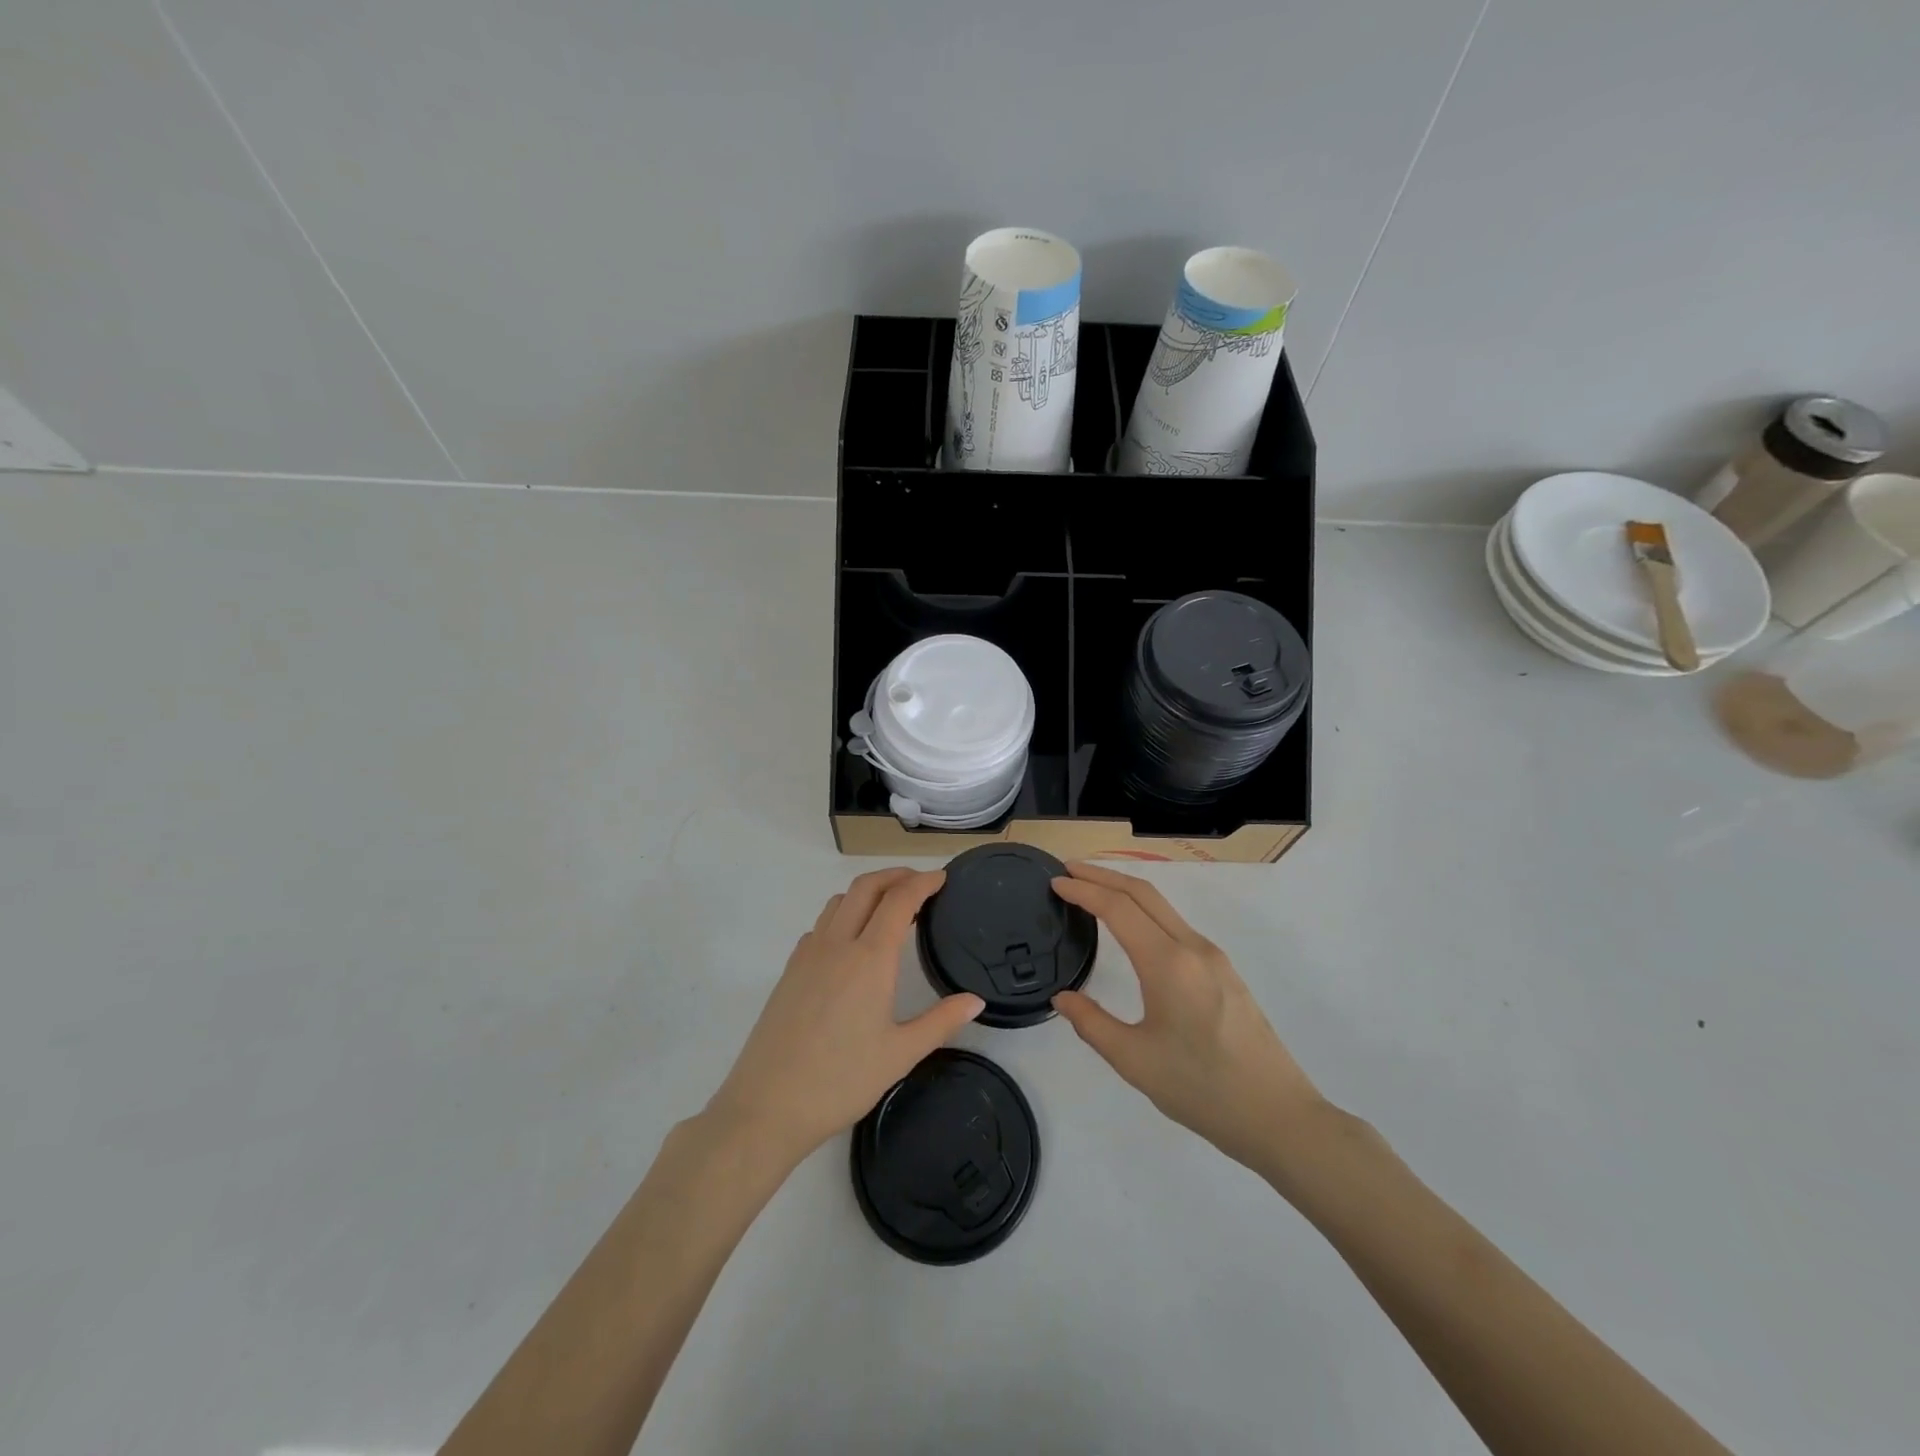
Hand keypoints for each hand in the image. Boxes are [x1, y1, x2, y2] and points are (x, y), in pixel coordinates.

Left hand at [707, 868, 983, 1163]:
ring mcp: (808, 955)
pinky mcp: (789, 970)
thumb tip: (975, 1001)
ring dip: (867, 891)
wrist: (766, 1106)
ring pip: (839, 902)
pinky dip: (843, 915)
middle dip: (895, 875)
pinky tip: (850, 942)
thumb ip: (941, 1022)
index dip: (923, 882)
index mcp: (869, 959)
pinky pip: (820, 925)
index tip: (942, 877)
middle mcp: (837, 945)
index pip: (899, 900)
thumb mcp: (900, 1054)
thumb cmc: (841, 1080)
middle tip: (920, 882)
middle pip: (866, 887)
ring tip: (889, 907)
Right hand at [1051, 862, 1324, 1175]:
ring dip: (1126, 891)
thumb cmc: (1202, 1089)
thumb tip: (1062, 998)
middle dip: (1103, 875)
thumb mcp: (1134, 1060)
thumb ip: (1091, 1024)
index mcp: (1167, 963)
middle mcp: (1192, 947)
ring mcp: (1213, 957)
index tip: (1055, 881)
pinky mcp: (1225, 972)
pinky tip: (1133, 929)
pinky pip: (1176, 925)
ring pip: (1163, 907)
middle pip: (1143, 892)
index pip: (1118, 908)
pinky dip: (1146, 911)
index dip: (1083, 889)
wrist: (1278, 1116)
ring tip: (1094, 892)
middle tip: (1068, 870)